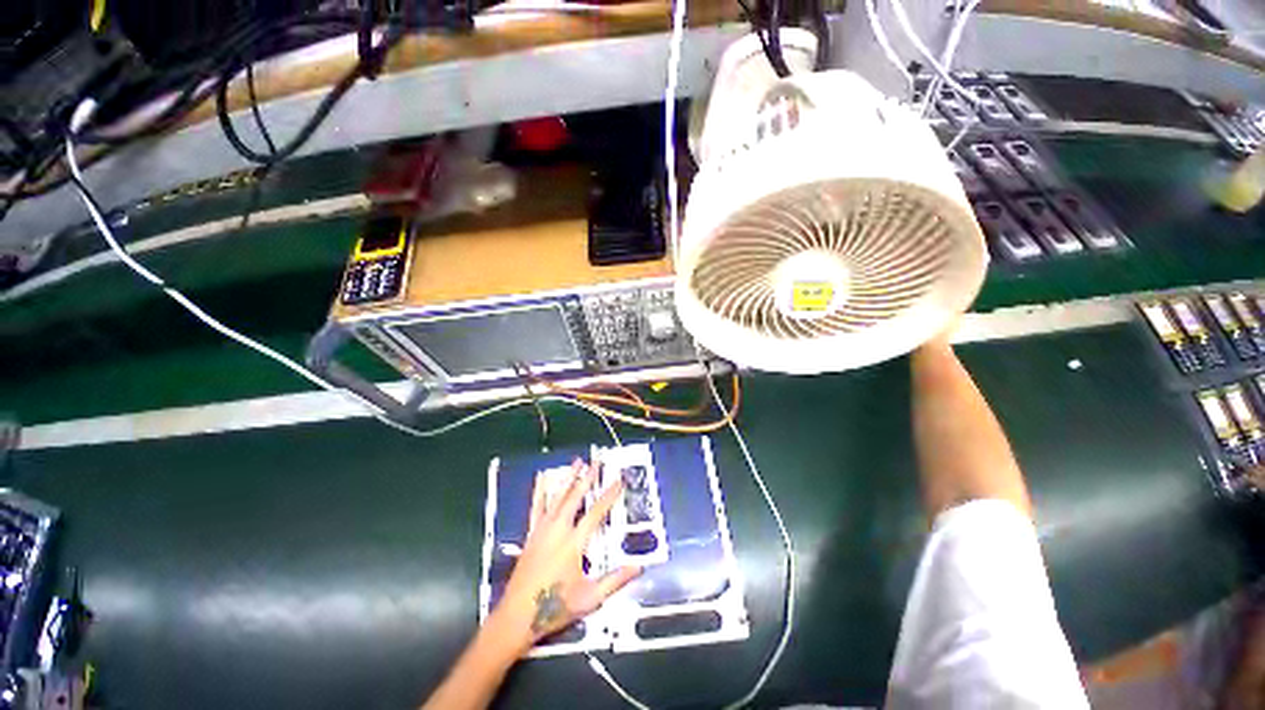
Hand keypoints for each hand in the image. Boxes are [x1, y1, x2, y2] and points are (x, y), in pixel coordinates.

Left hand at [485, 459, 640, 655]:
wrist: (517, 617)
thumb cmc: (555, 607)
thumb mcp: (590, 598)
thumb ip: (615, 580)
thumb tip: (639, 567)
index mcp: (574, 543)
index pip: (596, 513)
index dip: (609, 495)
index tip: (618, 481)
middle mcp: (558, 530)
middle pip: (576, 497)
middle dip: (588, 477)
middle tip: (597, 461)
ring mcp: (542, 530)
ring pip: (558, 497)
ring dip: (569, 478)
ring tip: (577, 462)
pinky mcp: (532, 534)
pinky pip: (537, 507)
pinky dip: (541, 491)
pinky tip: (543, 480)